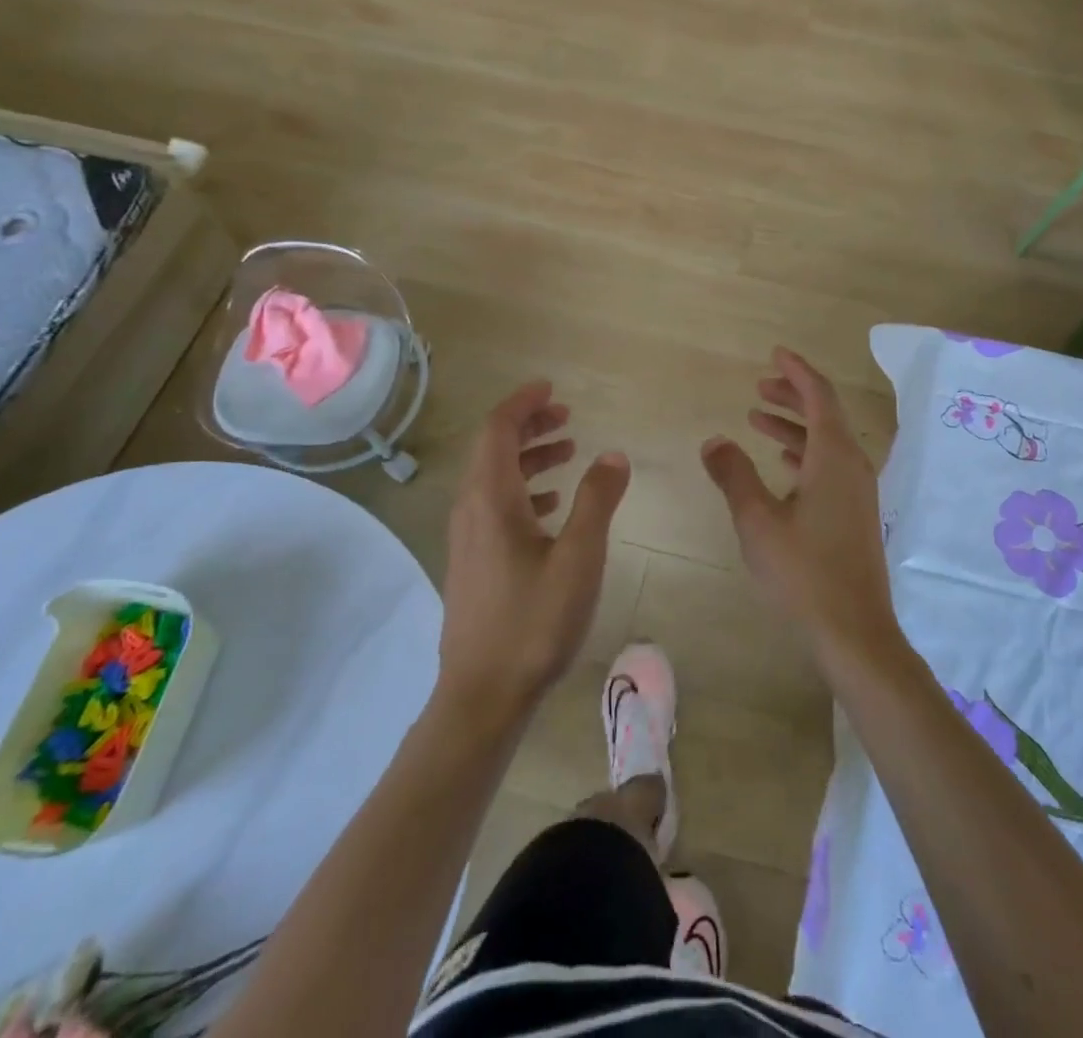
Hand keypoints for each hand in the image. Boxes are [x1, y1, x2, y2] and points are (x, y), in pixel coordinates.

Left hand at [439, 381, 630, 719]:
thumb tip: (614, 455)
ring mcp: (468, 538)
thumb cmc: (534, 621)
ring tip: (569, 451)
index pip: (498, 430)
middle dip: (529, 425)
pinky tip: (553, 504)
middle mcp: (471, 509)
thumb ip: (597, 500)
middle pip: (494, 449)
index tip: (552, 388)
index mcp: (491, 499)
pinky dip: (525, 489)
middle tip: (567, 415)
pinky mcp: (474, 561)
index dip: (523, 403)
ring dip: (530, 457)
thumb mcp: (578, 557)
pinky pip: (496, 505)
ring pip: (495, 478)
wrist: (484, 694)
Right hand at [701, 348, 901, 669]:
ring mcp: (858, 492)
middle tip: (759, 387)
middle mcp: (853, 466)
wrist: (854, 632)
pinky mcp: (856, 514)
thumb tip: (713, 441)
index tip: (775, 354)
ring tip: (757, 420)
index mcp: (834, 457)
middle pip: (825, 414)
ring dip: (794, 427)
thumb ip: (733, 475)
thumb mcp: (757, 521)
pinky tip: (780, 465)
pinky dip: (804, 454)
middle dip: (792, 396)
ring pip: (826, 442)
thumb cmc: (803, 573)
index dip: (797, 371)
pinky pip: (830, 466)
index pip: (819, 396)